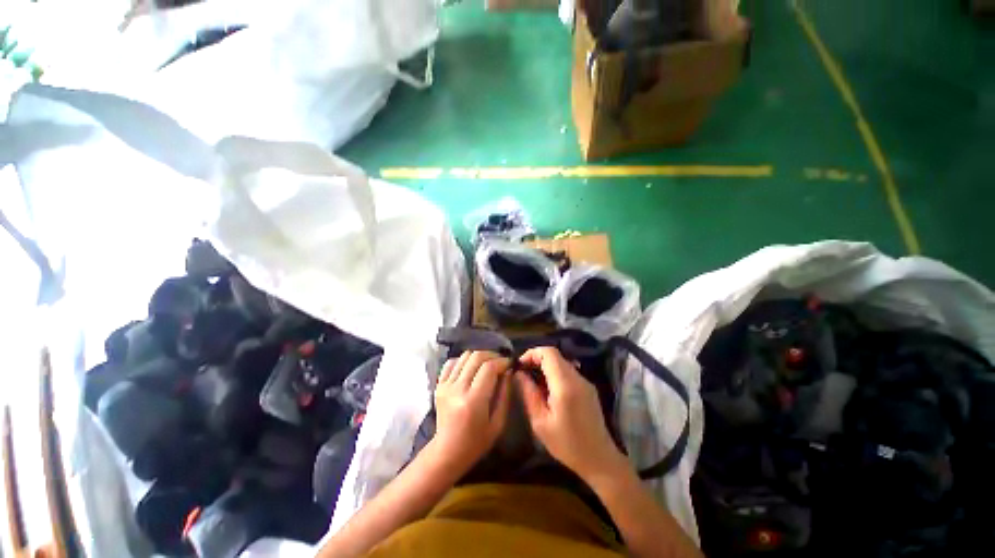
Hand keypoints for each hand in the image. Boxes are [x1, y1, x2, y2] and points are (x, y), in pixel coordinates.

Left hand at [432, 351, 511, 472]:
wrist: (447, 451)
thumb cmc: (476, 442)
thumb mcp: (498, 423)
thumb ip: (505, 394)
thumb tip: (508, 371)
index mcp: (473, 400)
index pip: (489, 368)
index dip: (502, 361)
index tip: (510, 364)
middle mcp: (457, 388)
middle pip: (476, 357)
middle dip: (492, 355)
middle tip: (500, 362)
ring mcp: (446, 385)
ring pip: (465, 356)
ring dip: (479, 356)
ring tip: (487, 364)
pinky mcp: (439, 385)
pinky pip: (452, 362)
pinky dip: (464, 361)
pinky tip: (471, 369)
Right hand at [516, 347, 626, 481]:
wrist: (599, 459)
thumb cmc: (567, 444)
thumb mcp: (540, 422)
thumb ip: (529, 394)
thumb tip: (519, 374)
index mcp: (565, 384)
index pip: (549, 352)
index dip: (532, 353)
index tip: (520, 365)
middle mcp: (577, 378)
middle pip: (555, 355)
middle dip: (537, 360)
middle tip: (524, 374)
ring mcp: (585, 382)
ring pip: (561, 363)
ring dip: (546, 367)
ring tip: (534, 383)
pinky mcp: (588, 388)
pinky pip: (568, 372)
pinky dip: (555, 374)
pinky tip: (548, 391)